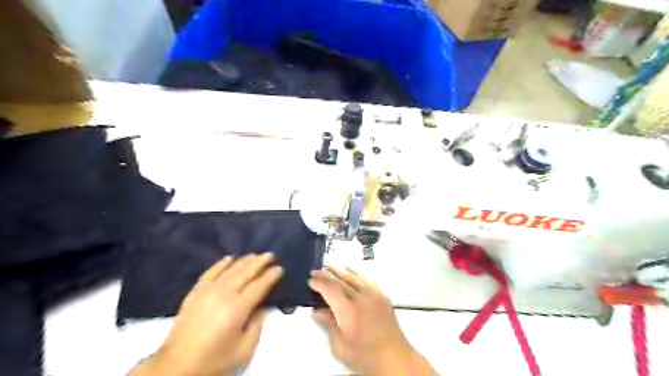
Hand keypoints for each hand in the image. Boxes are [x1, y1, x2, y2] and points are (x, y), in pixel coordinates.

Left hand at [128, 253, 280, 375]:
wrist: (176, 367)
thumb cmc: (214, 361)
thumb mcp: (244, 351)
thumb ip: (257, 326)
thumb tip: (263, 306)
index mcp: (237, 309)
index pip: (258, 286)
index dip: (270, 276)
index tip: (279, 268)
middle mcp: (223, 295)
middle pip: (245, 273)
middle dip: (260, 262)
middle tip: (270, 255)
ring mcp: (207, 292)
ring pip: (229, 270)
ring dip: (244, 261)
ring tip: (255, 255)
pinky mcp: (194, 293)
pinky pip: (210, 273)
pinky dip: (220, 264)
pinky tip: (229, 258)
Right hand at [310, 268, 440, 375]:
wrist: (395, 358)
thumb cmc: (366, 357)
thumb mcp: (341, 347)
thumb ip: (329, 325)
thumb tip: (318, 312)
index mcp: (349, 312)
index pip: (331, 289)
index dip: (319, 282)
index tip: (310, 280)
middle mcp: (362, 299)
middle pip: (341, 280)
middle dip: (326, 274)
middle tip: (315, 271)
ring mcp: (374, 295)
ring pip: (353, 277)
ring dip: (340, 271)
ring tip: (329, 267)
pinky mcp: (382, 296)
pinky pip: (367, 279)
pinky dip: (356, 273)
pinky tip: (351, 271)